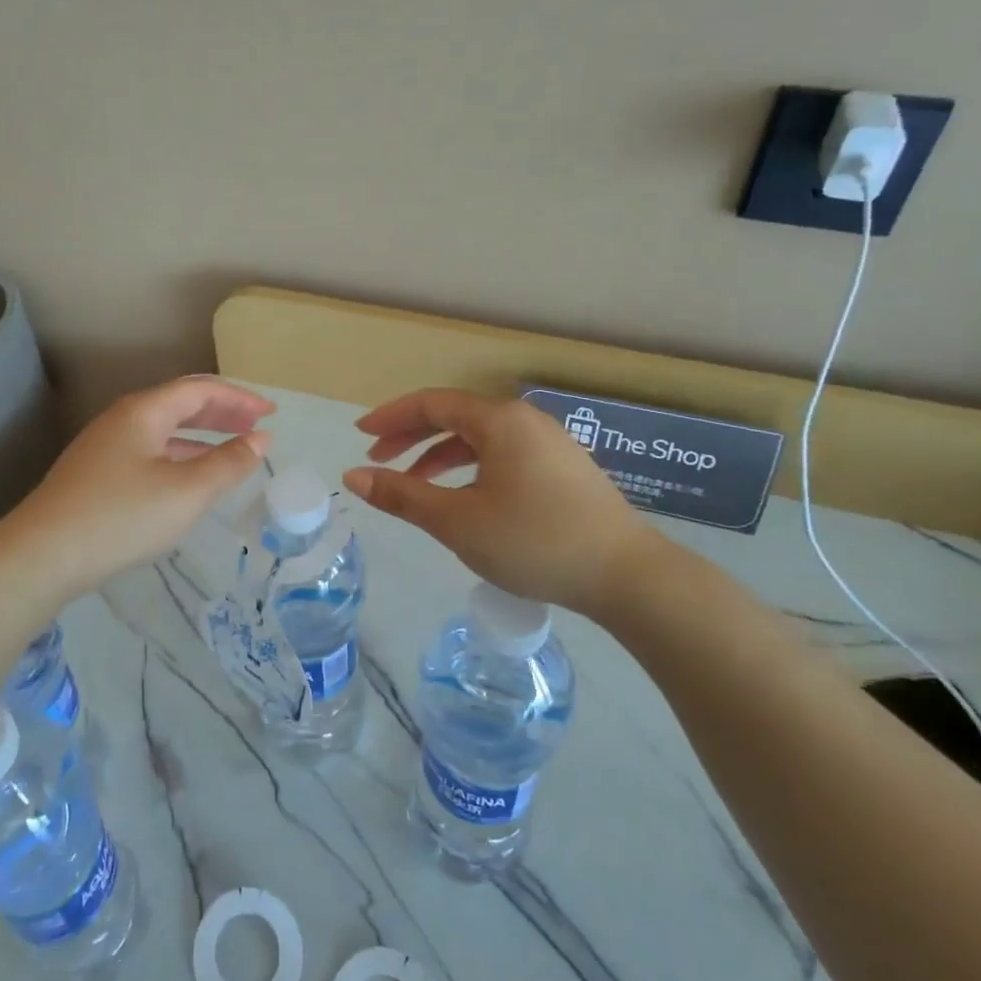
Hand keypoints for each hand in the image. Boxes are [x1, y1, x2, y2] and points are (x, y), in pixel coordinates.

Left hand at [0, 377, 273, 604]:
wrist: (42, 555)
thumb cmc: (122, 517)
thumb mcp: (187, 492)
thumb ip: (228, 463)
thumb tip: (261, 439)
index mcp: (145, 411)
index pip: (201, 390)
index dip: (240, 398)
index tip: (271, 414)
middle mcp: (123, 419)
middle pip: (181, 404)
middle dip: (223, 412)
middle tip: (257, 427)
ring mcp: (106, 446)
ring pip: (164, 430)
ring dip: (202, 436)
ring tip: (232, 450)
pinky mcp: (96, 474)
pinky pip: (150, 451)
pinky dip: (180, 456)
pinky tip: (189, 479)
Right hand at [343, 389, 668, 620]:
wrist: (627, 575)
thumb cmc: (534, 541)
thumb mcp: (458, 521)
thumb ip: (403, 495)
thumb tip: (354, 476)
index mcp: (499, 420)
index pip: (432, 404)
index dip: (391, 416)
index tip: (360, 435)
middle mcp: (524, 421)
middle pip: (455, 417)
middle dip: (411, 436)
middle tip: (377, 459)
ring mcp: (548, 444)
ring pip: (480, 439)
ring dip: (440, 456)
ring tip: (413, 484)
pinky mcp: (562, 469)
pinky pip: (502, 456)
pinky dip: (471, 469)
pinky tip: (462, 497)